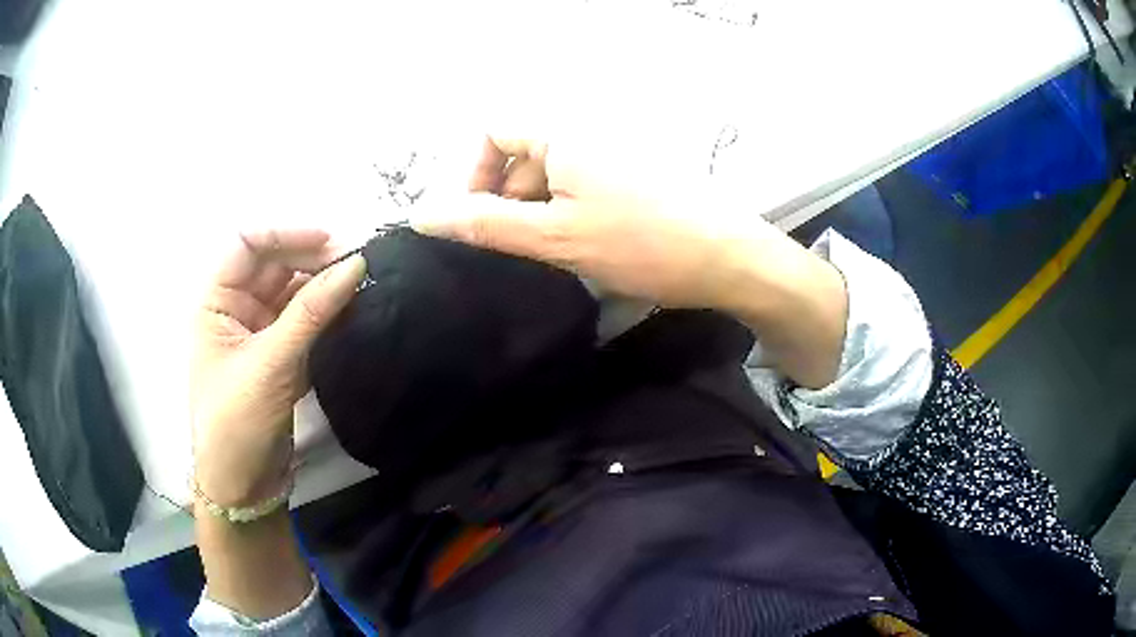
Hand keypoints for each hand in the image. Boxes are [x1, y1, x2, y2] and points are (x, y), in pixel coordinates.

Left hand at [191, 230, 364, 506]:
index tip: (329, 239)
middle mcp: (236, 308)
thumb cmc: (237, 421)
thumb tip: (356, 264)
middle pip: (275, 264)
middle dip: (312, 258)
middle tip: (357, 263)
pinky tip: (353, 308)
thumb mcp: (270, 363)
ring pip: (293, 291)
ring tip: (362, 282)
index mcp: (216, 301)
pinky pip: (305, 320)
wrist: (243, 485)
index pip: (246, 245)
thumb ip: (312, 312)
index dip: (284, 234)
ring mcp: (260, 331)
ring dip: (324, 285)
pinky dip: (327, 312)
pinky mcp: (281, 355)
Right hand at [417, 134, 847, 387]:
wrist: (730, 259)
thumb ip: (485, 224)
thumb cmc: (642, 244)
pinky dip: (566, 213)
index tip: (476, 220)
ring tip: (552, 255)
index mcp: (563, 133)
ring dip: (536, 212)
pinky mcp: (634, 176)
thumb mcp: (554, 238)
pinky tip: (582, 248)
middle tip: (515, 249)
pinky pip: (580, 185)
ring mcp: (614, 154)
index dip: (472, 172)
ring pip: (550, 174)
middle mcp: (586, 132)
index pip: (492, 131)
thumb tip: (423, 214)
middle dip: (505, 198)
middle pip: (520, 153)